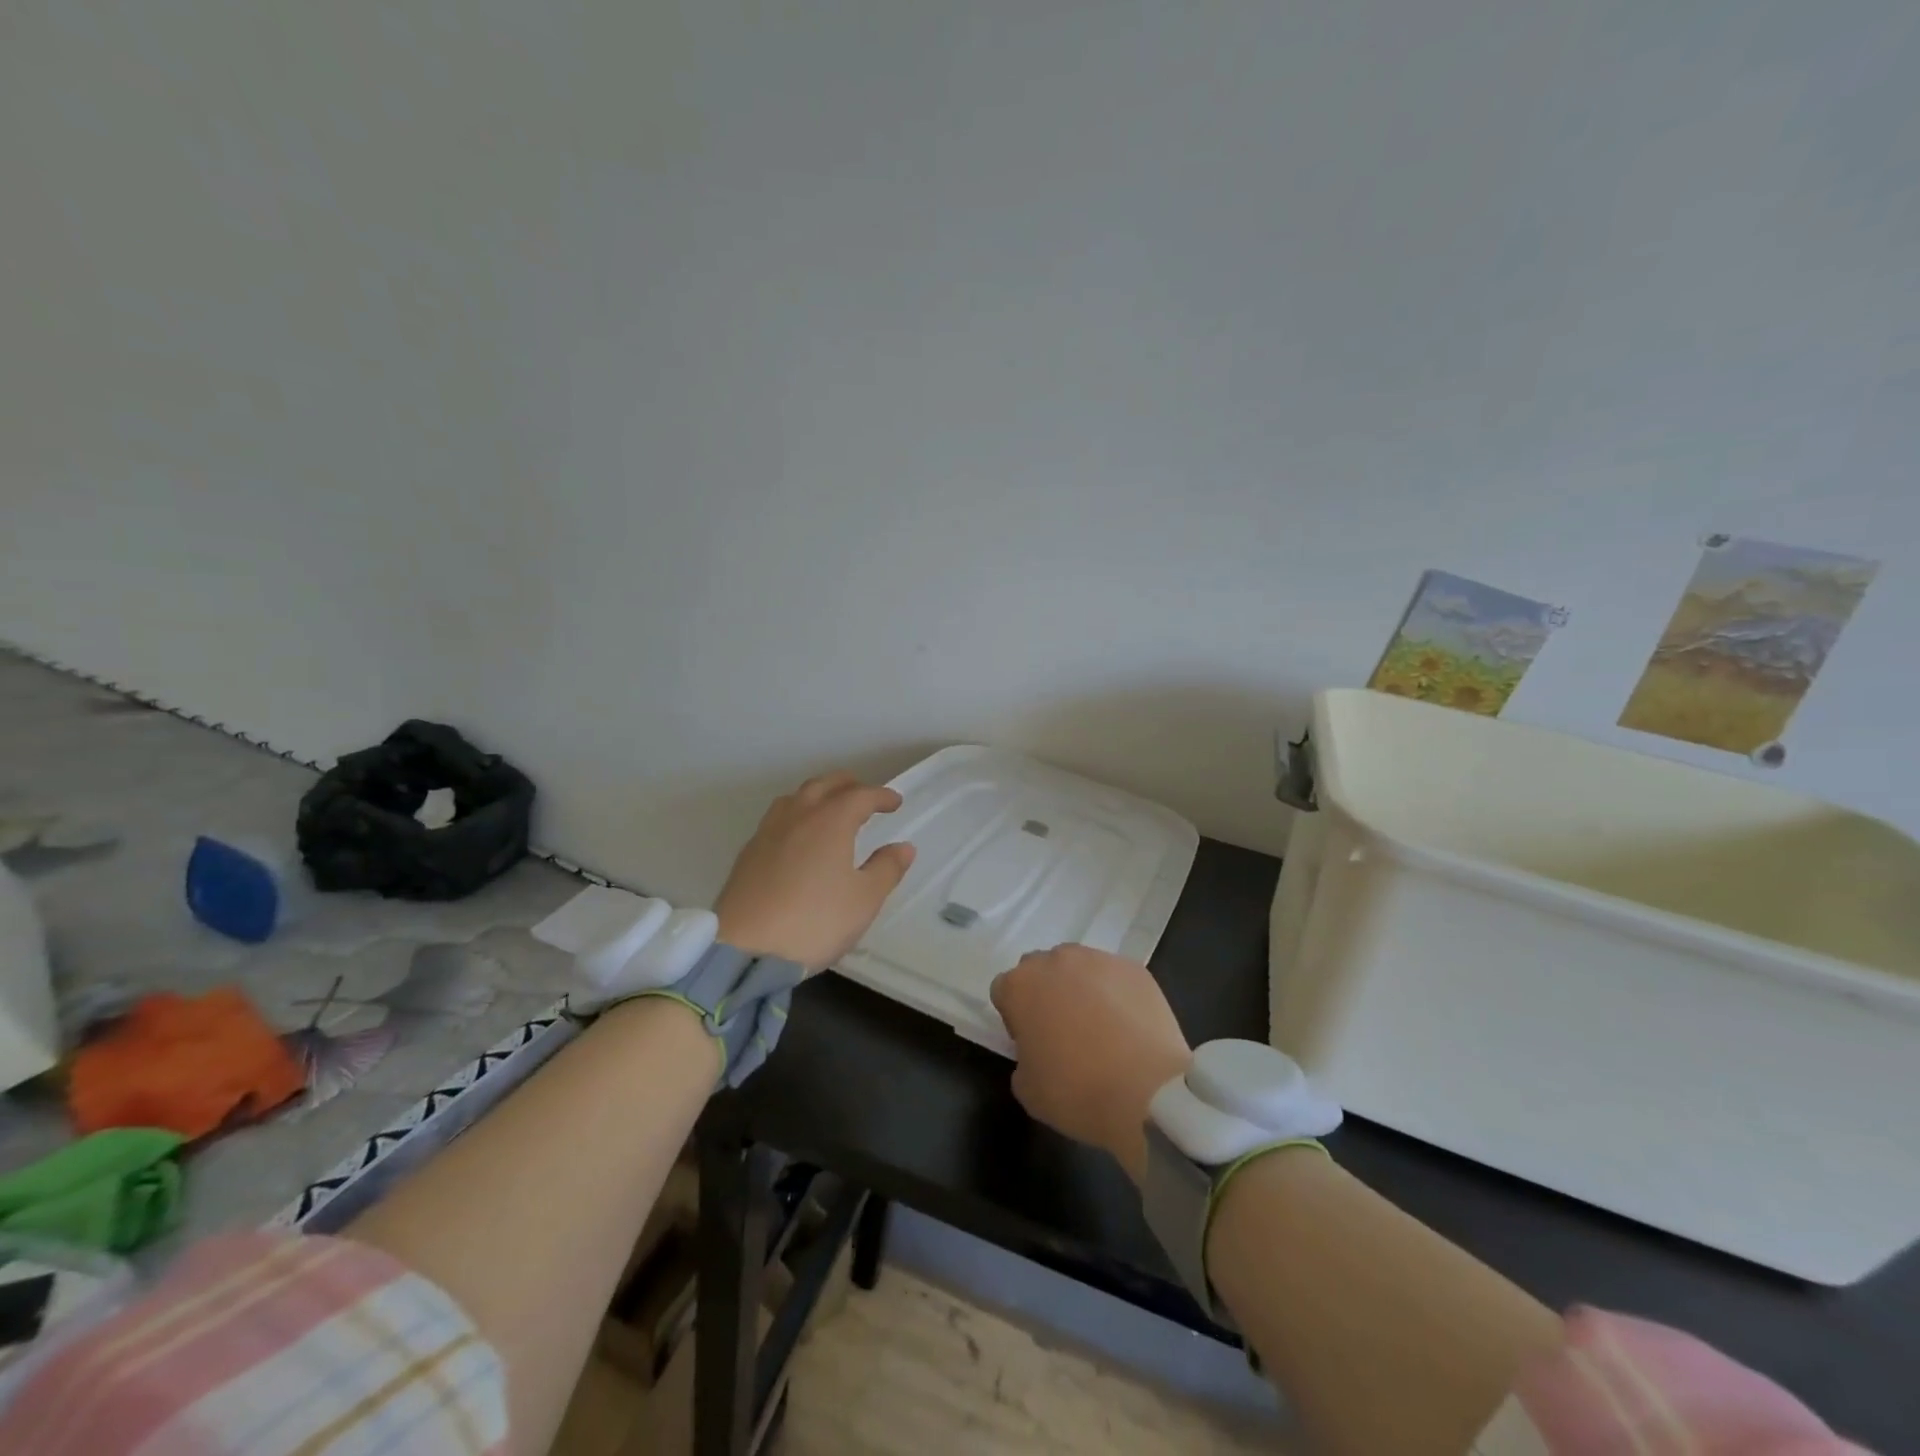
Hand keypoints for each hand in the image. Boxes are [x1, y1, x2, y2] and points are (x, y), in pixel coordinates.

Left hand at [713, 772, 915, 971]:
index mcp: (830, 821)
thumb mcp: (864, 900)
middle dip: (848, 785)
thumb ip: (886, 869)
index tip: (895, 802)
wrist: (745, 949)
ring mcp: (768, 832)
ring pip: (796, 797)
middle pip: (824, 785)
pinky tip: (798, 838)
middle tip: (865, 797)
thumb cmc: (815, 921)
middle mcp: (797, 816)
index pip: (860, 795)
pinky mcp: (748, 853)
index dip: (881, 796)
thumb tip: (903, 847)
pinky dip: (796, 815)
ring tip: (830, 810)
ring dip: (818, 795)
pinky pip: (778, 818)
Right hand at [990, 945, 1191, 1182]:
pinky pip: (1115, 977)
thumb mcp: (1027, 1089)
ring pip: (1079, 967)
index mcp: (1020, 986)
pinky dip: (1117, 994)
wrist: (1148, 1092)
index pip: (1004, 990)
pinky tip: (1129, 1026)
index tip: (1030, 1042)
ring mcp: (1098, 960)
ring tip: (1101, 1026)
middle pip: (1040, 970)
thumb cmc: (1077, 1091)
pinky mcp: (1134, 968)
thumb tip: (1038, 1051)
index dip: (1015, 1017)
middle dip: (1046, 993)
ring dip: (1081, 988)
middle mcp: (1055, 961)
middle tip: (1063, 1031)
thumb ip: (1023, 1059)